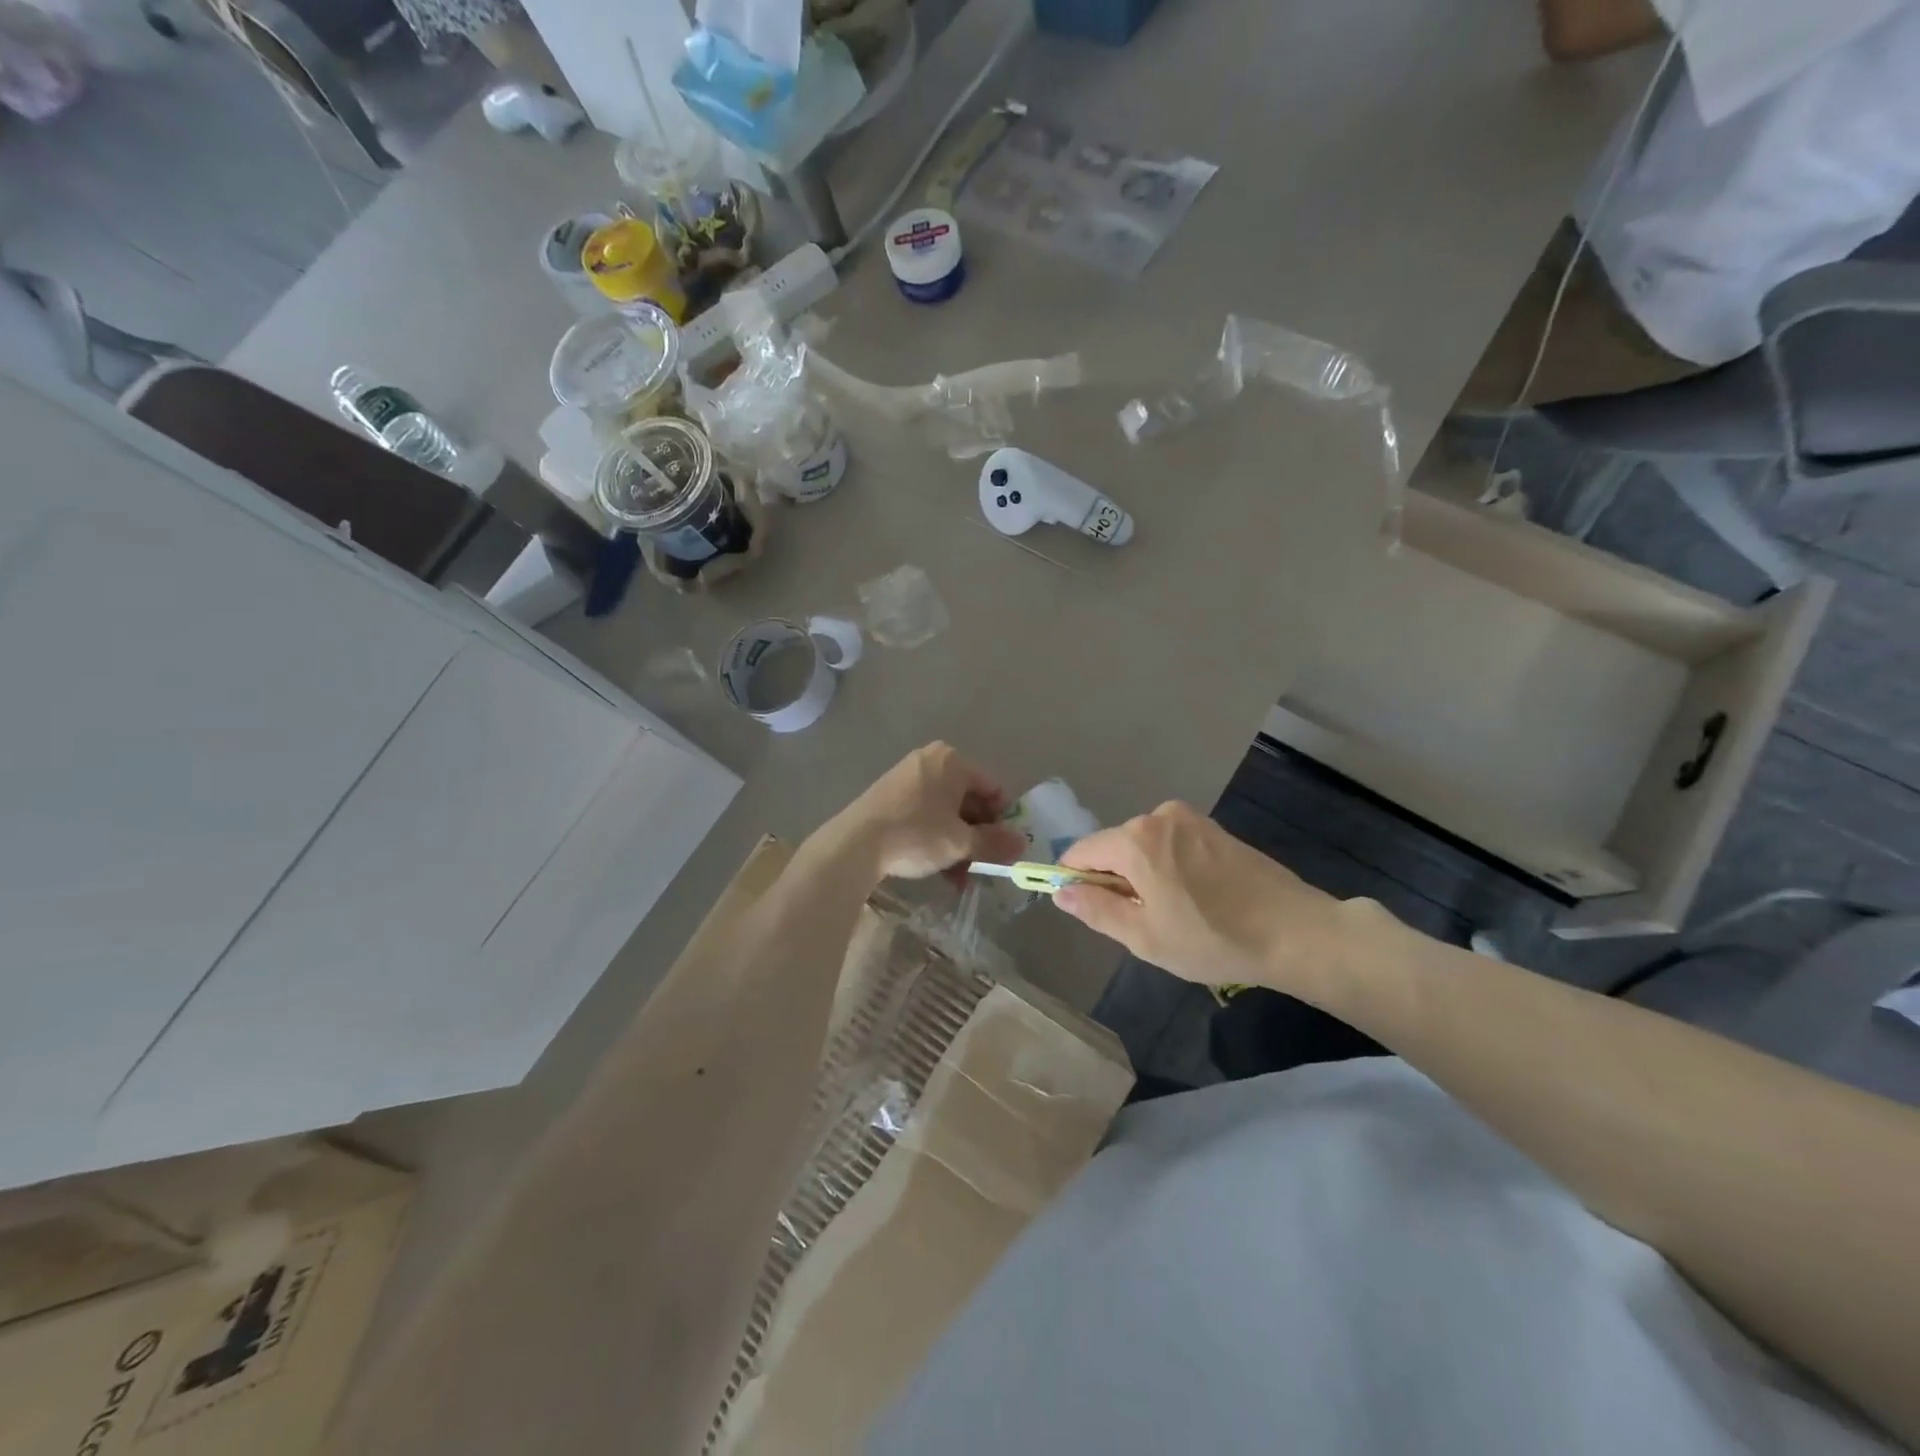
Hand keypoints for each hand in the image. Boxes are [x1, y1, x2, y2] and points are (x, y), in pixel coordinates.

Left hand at [833, 743, 1027, 883]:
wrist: (855, 843)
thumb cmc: (916, 834)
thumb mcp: (960, 842)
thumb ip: (994, 842)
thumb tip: (1022, 844)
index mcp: (953, 761)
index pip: (992, 789)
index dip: (1001, 821)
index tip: (1000, 849)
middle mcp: (931, 761)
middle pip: (968, 800)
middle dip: (976, 837)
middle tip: (979, 867)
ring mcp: (907, 776)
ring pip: (945, 812)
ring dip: (956, 844)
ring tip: (958, 878)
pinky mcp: (889, 795)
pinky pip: (923, 814)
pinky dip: (934, 838)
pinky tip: (936, 869)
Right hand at [1053, 802, 1375, 1003]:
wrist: (1296, 932)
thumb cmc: (1213, 939)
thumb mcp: (1144, 937)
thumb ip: (1096, 910)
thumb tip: (1060, 892)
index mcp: (1135, 839)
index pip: (1081, 852)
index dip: (1074, 881)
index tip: (1086, 912)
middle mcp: (1158, 816)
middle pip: (1113, 847)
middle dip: (1114, 881)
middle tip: (1140, 923)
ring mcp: (1190, 819)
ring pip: (1143, 846)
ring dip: (1143, 876)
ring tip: (1173, 914)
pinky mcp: (1214, 828)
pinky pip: (1170, 844)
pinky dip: (1167, 867)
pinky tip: (1194, 899)